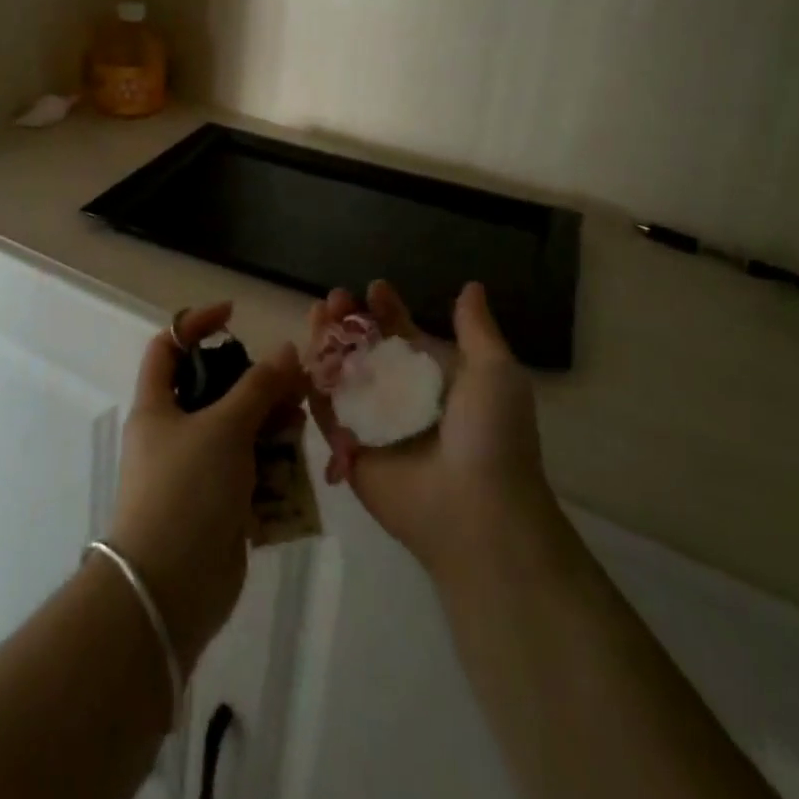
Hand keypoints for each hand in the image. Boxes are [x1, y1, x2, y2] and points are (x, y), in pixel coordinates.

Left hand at [108, 302, 304, 673]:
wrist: (169, 591)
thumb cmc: (186, 490)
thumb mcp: (224, 428)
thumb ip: (258, 387)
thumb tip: (286, 349)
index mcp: (157, 405)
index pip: (168, 346)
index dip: (196, 324)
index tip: (234, 316)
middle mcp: (173, 433)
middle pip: (213, 389)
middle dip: (252, 382)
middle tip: (290, 381)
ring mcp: (195, 471)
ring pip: (236, 430)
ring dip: (269, 422)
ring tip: (301, 418)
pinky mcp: (218, 505)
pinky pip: (248, 470)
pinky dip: (272, 462)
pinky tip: (298, 460)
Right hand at [307, 282, 567, 587]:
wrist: (478, 512)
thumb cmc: (491, 436)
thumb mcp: (494, 372)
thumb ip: (476, 329)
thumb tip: (471, 286)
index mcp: (432, 376)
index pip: (402, 333)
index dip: (387, 309)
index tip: (375, 288)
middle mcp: (399, 395)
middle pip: (365, 347)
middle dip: (349, 319)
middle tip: (334, 298)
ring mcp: (371, 422)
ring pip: (340, 372)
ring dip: (327, 341)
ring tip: (318, 314)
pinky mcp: (348, 449)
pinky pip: (325, 410)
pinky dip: (312, 381)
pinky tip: (304, 353)